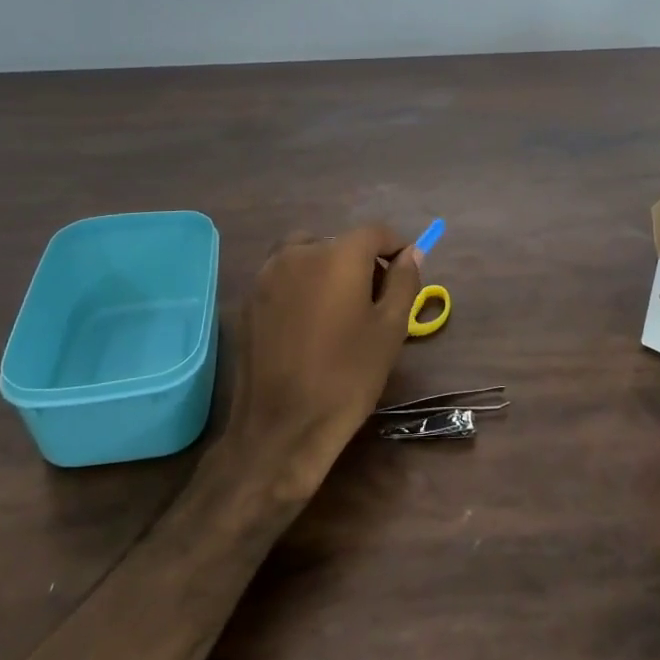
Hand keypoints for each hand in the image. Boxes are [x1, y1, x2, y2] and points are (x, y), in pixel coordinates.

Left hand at [225, 224, 422, 498]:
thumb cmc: (346, 376)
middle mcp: (298, 252)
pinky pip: (284, 277)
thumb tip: (411, 253)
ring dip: (328, 270)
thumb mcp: (390, 329)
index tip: (404, 274)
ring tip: (339, 310)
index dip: (395, 248)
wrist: (281, 427)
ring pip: (308, 255)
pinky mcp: (249, 299)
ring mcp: (267, 275)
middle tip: (375, 300)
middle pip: (339, 242)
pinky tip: (309, 324)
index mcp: (337, 255)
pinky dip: (302, 286)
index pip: (374, 232)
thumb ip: (404, 282)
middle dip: (361, 261)